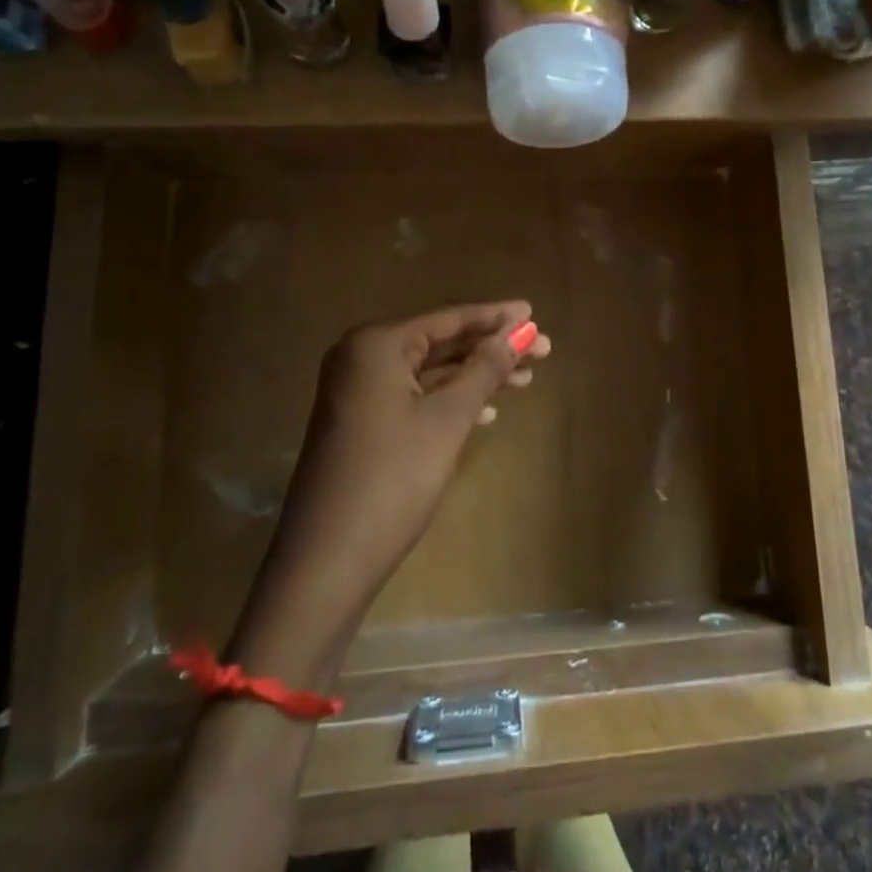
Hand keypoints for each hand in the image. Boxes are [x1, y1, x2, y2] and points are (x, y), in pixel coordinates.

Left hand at [255, 303, 550, 630]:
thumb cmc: (393, 477)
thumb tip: (519, 331)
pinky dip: (450, 401)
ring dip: (476, 376)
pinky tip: (487, 413)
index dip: (494, 317)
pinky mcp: (361, 424)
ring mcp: (358, 393)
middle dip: (491, 348)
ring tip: (526, 378)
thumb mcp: (447, 418)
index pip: (448, 319)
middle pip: (440, 344)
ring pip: (430, 374)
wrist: (328, 559)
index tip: (533, 312)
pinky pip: (414, 398)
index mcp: (376, 345)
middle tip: (542, 349)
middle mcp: (362, 359)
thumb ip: (484, 369)